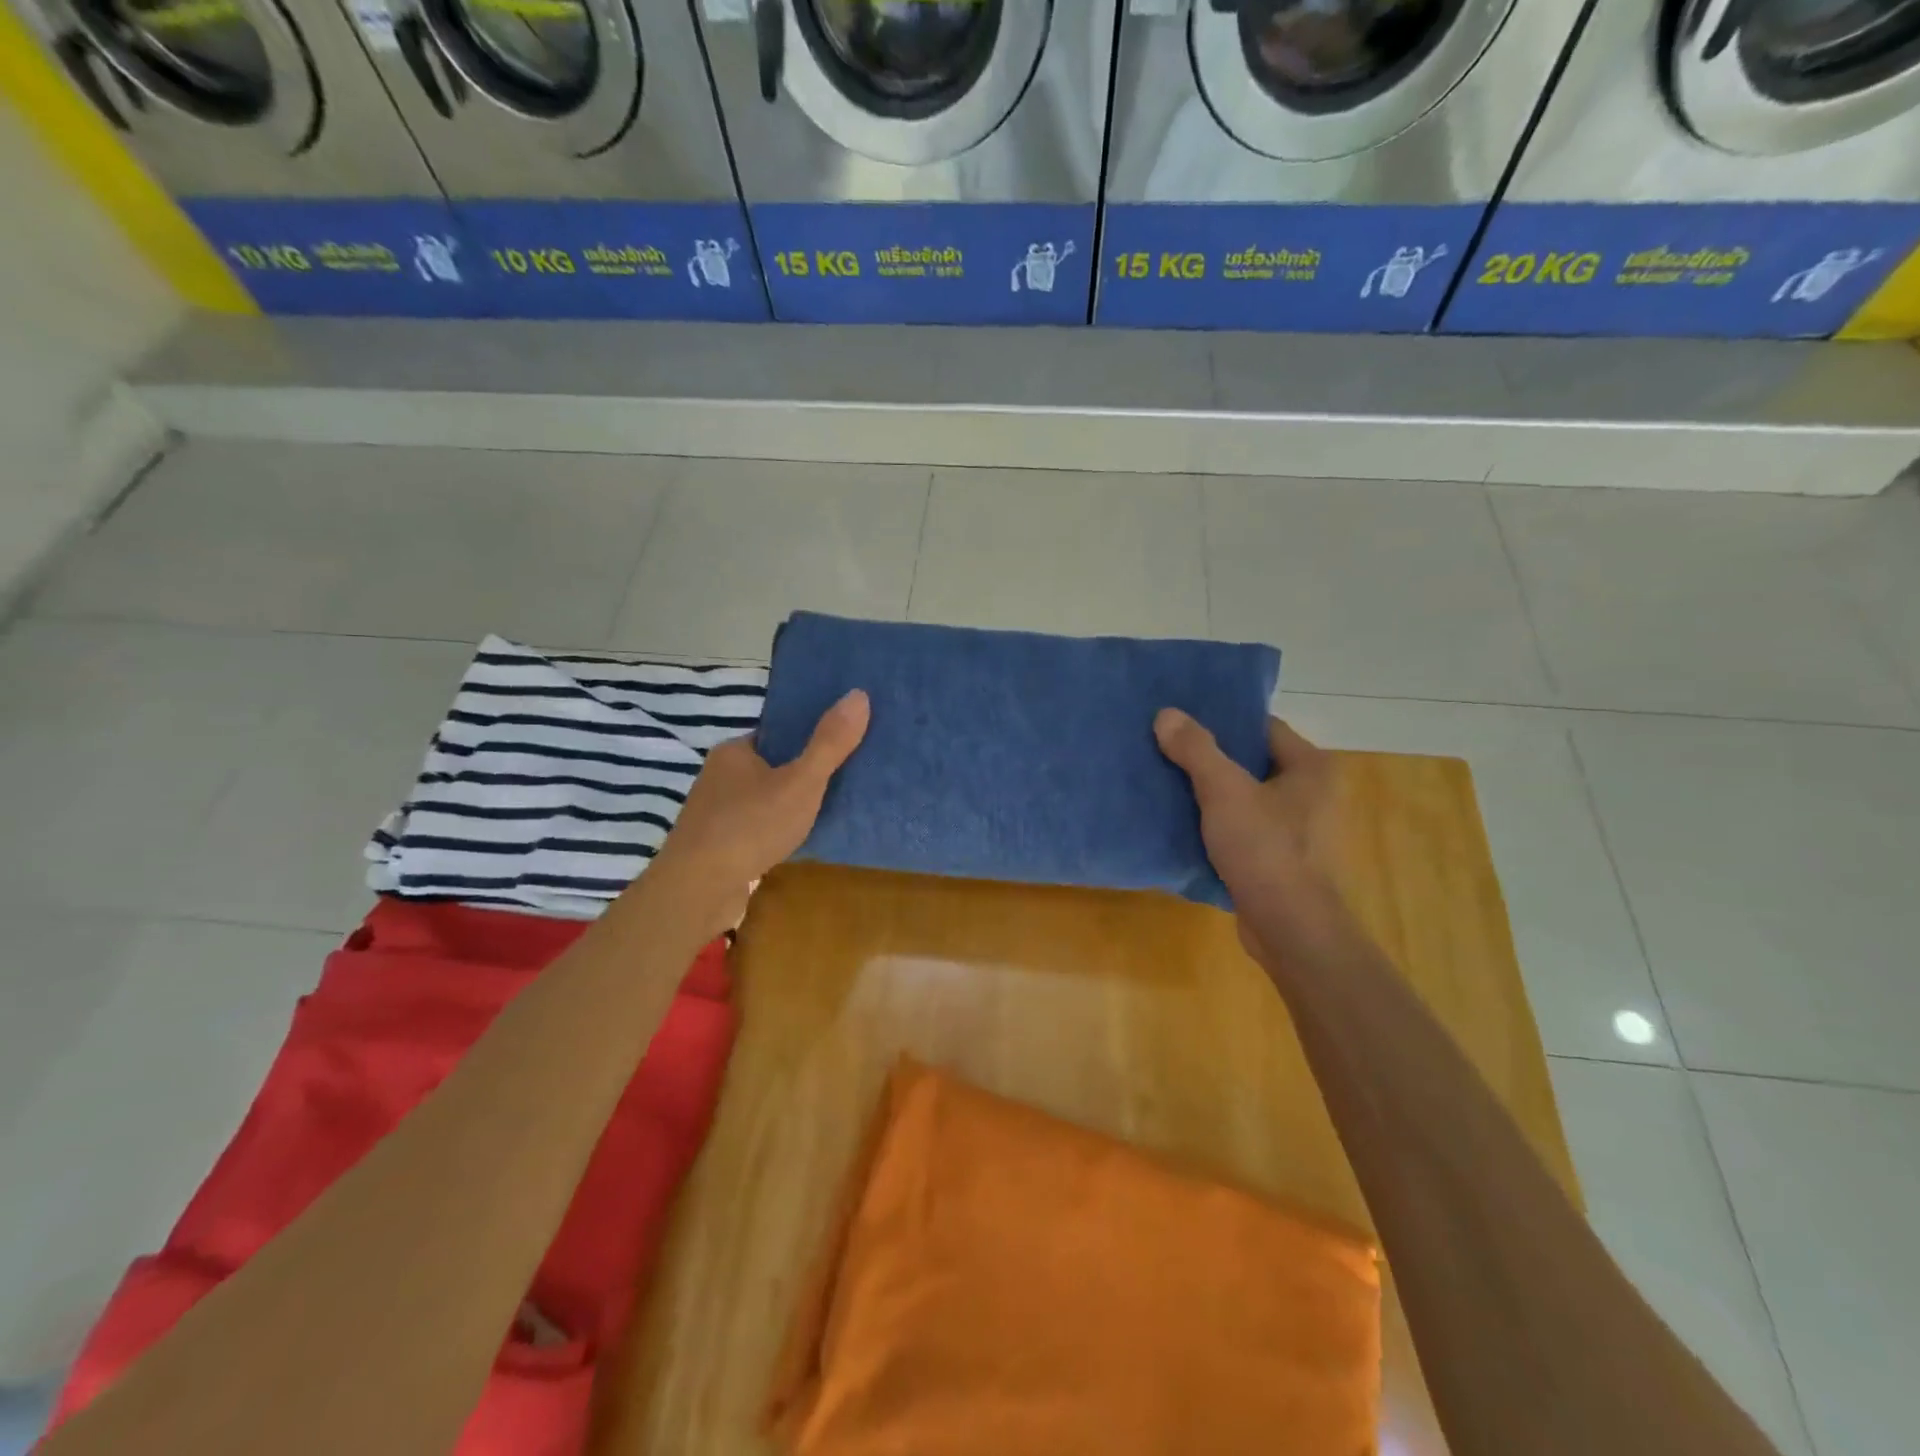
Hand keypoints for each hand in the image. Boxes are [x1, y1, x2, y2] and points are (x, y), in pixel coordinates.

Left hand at [646, 689, 870, 937]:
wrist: (698, 891)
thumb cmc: (750, 827)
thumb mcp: (801, 782)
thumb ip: (830, 743)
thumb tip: (859, 694)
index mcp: (735, 751)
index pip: (777, 732)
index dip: (808, 734)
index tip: (841, 740)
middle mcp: (719, 776)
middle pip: (772, 765)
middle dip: (803, 770)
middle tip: (845, 776)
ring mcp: (716, 813)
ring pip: (764, 798)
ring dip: (790, 803)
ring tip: (830, 808)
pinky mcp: (718, 846)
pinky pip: (757, 827)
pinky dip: (778, 830)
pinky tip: (800, 839)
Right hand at [1154, 710, 1339, 952]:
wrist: (1290, 929)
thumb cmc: (1266, 850)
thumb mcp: (1224, 792)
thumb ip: (1195, 750)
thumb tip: (1166, 714)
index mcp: (1310, 767)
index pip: (1262, 727)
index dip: (1223, 720)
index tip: (1183, 720)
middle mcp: (1311, 792)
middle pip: (1251, 761)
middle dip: (1210, 757)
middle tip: (1167, 747)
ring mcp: (1297, 829)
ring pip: (1245, 797)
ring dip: (1210, 792)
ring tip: (1167, 781)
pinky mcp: (1280, 858)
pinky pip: (1243, 828)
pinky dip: (1216, 823)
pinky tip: (1183, 822)